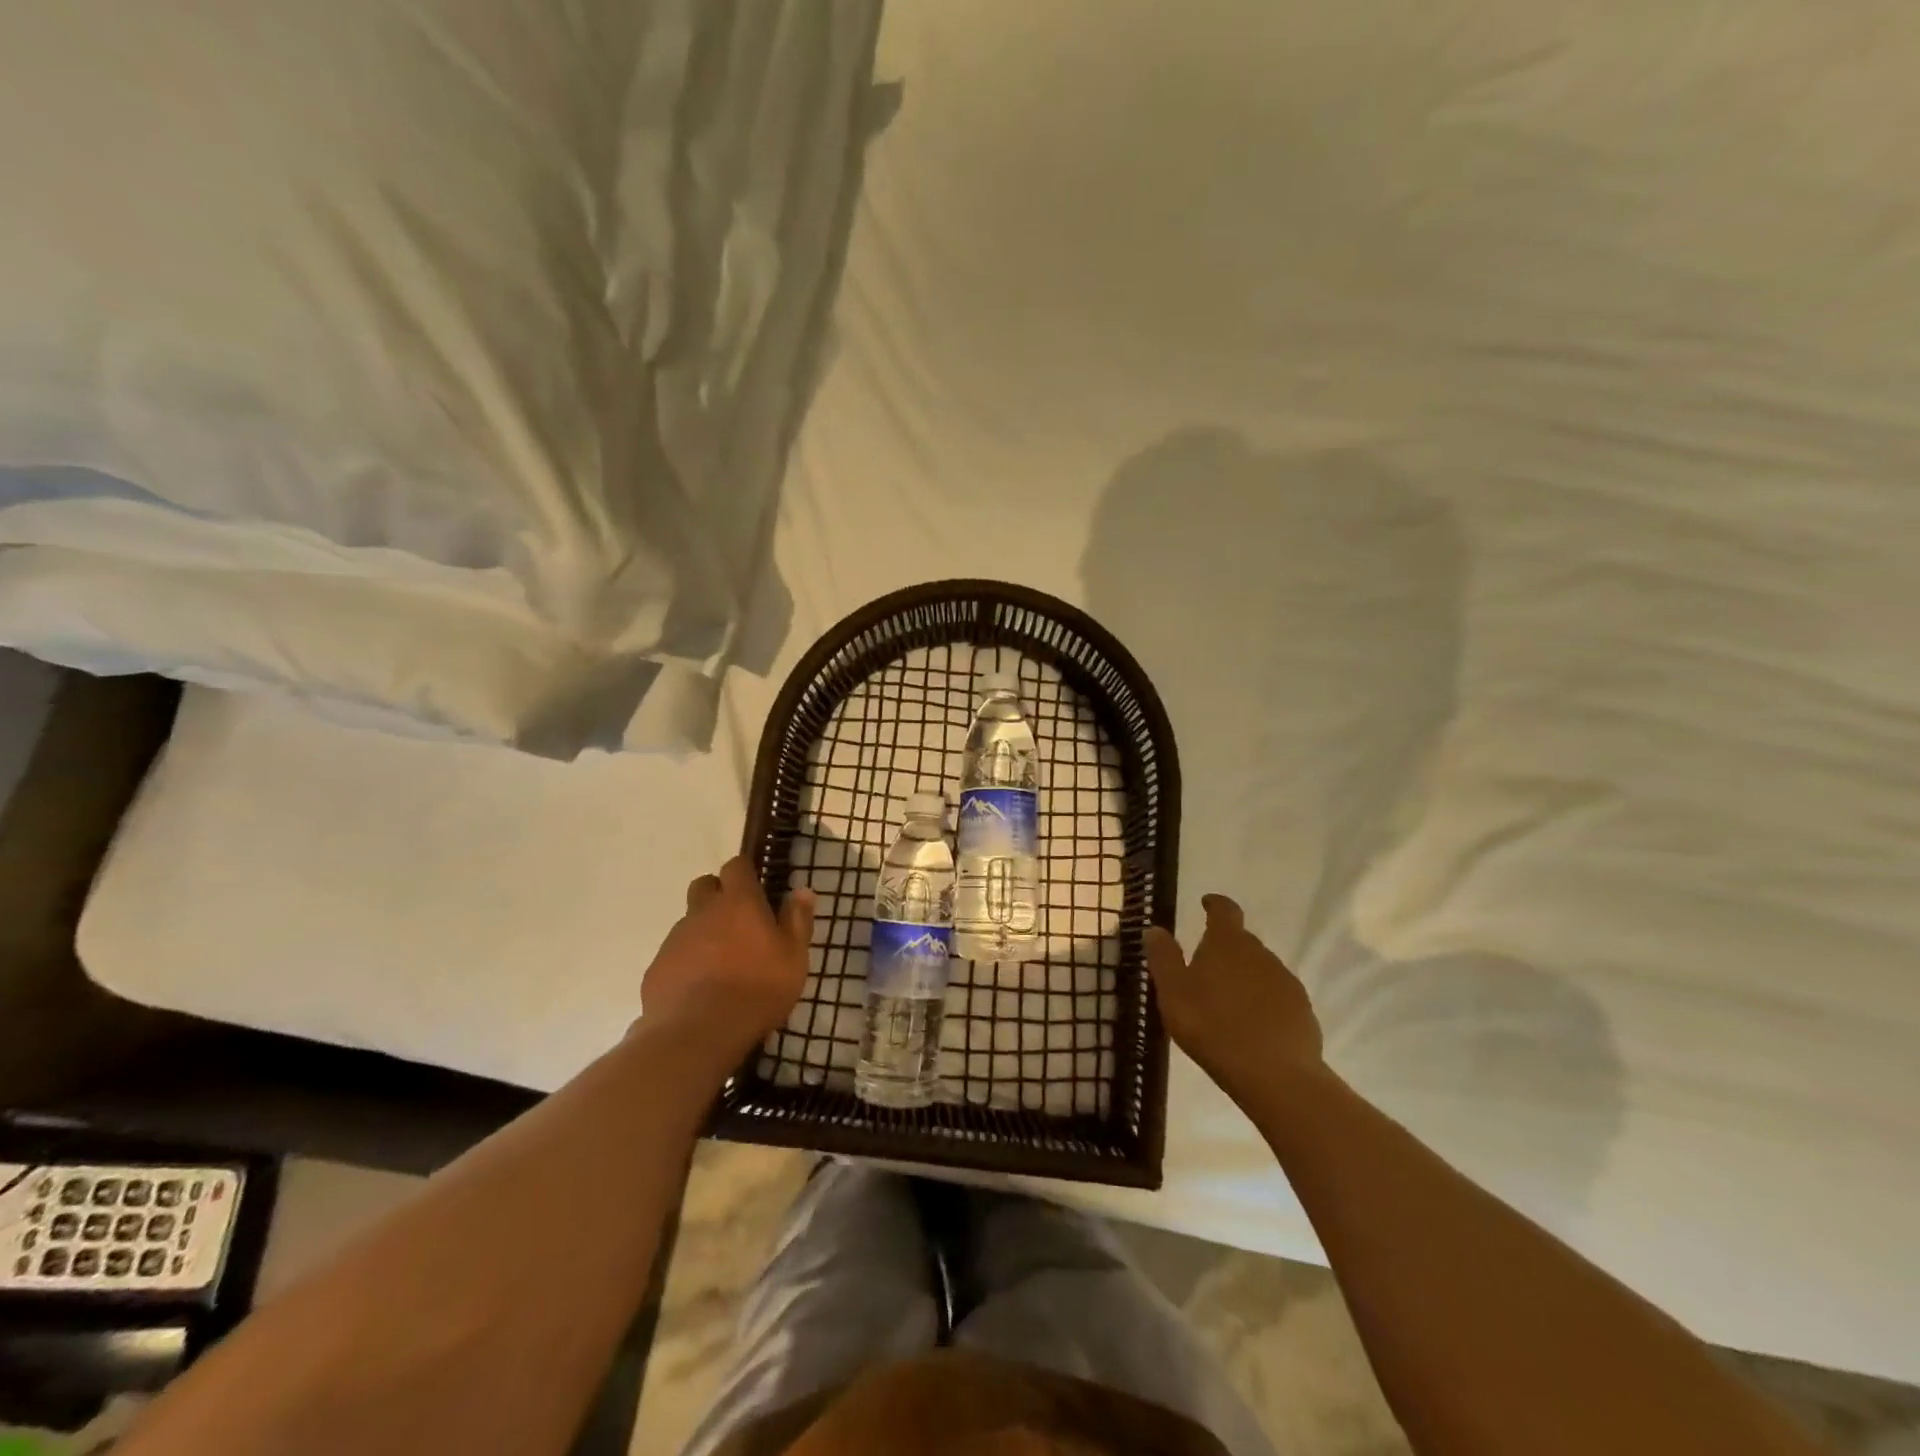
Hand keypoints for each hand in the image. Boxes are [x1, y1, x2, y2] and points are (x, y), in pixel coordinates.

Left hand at [638, 856, 814, 1072]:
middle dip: (718, 895)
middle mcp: (702, 912)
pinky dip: (687, 963)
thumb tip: (802, 890)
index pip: (736, 866)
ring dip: (704, 932)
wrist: (698, 1033)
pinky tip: (700, 990)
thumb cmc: (757, 989)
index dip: (745, 872)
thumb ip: (797, 920)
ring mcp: (675, 939)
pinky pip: (675, 955)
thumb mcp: (794, 957)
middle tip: (738, 922)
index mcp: (738, 902)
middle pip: (704, 886)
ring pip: (689, 922)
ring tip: (722, 964)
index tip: (756, 887)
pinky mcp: (657, 968)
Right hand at [1144, 894, 1324, 1106]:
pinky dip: (1263, 1002)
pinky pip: (1277, 997)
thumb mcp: (1173, 992)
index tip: (1205, 904)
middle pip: (1241, 941)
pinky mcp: (1303, 1011)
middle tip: (1205, 970)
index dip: (1214, 904)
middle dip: (1224, 949)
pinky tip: (1251, 1027)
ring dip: (1244, 977)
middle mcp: (1261, 953)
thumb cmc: (1212, 1026)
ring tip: (1226, 1003)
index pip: (1224, 910)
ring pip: (1260, 969)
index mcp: (1227, 943)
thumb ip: (1164, 958)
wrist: (1275, 1075)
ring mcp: (1286, 981)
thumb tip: (1155, 929)